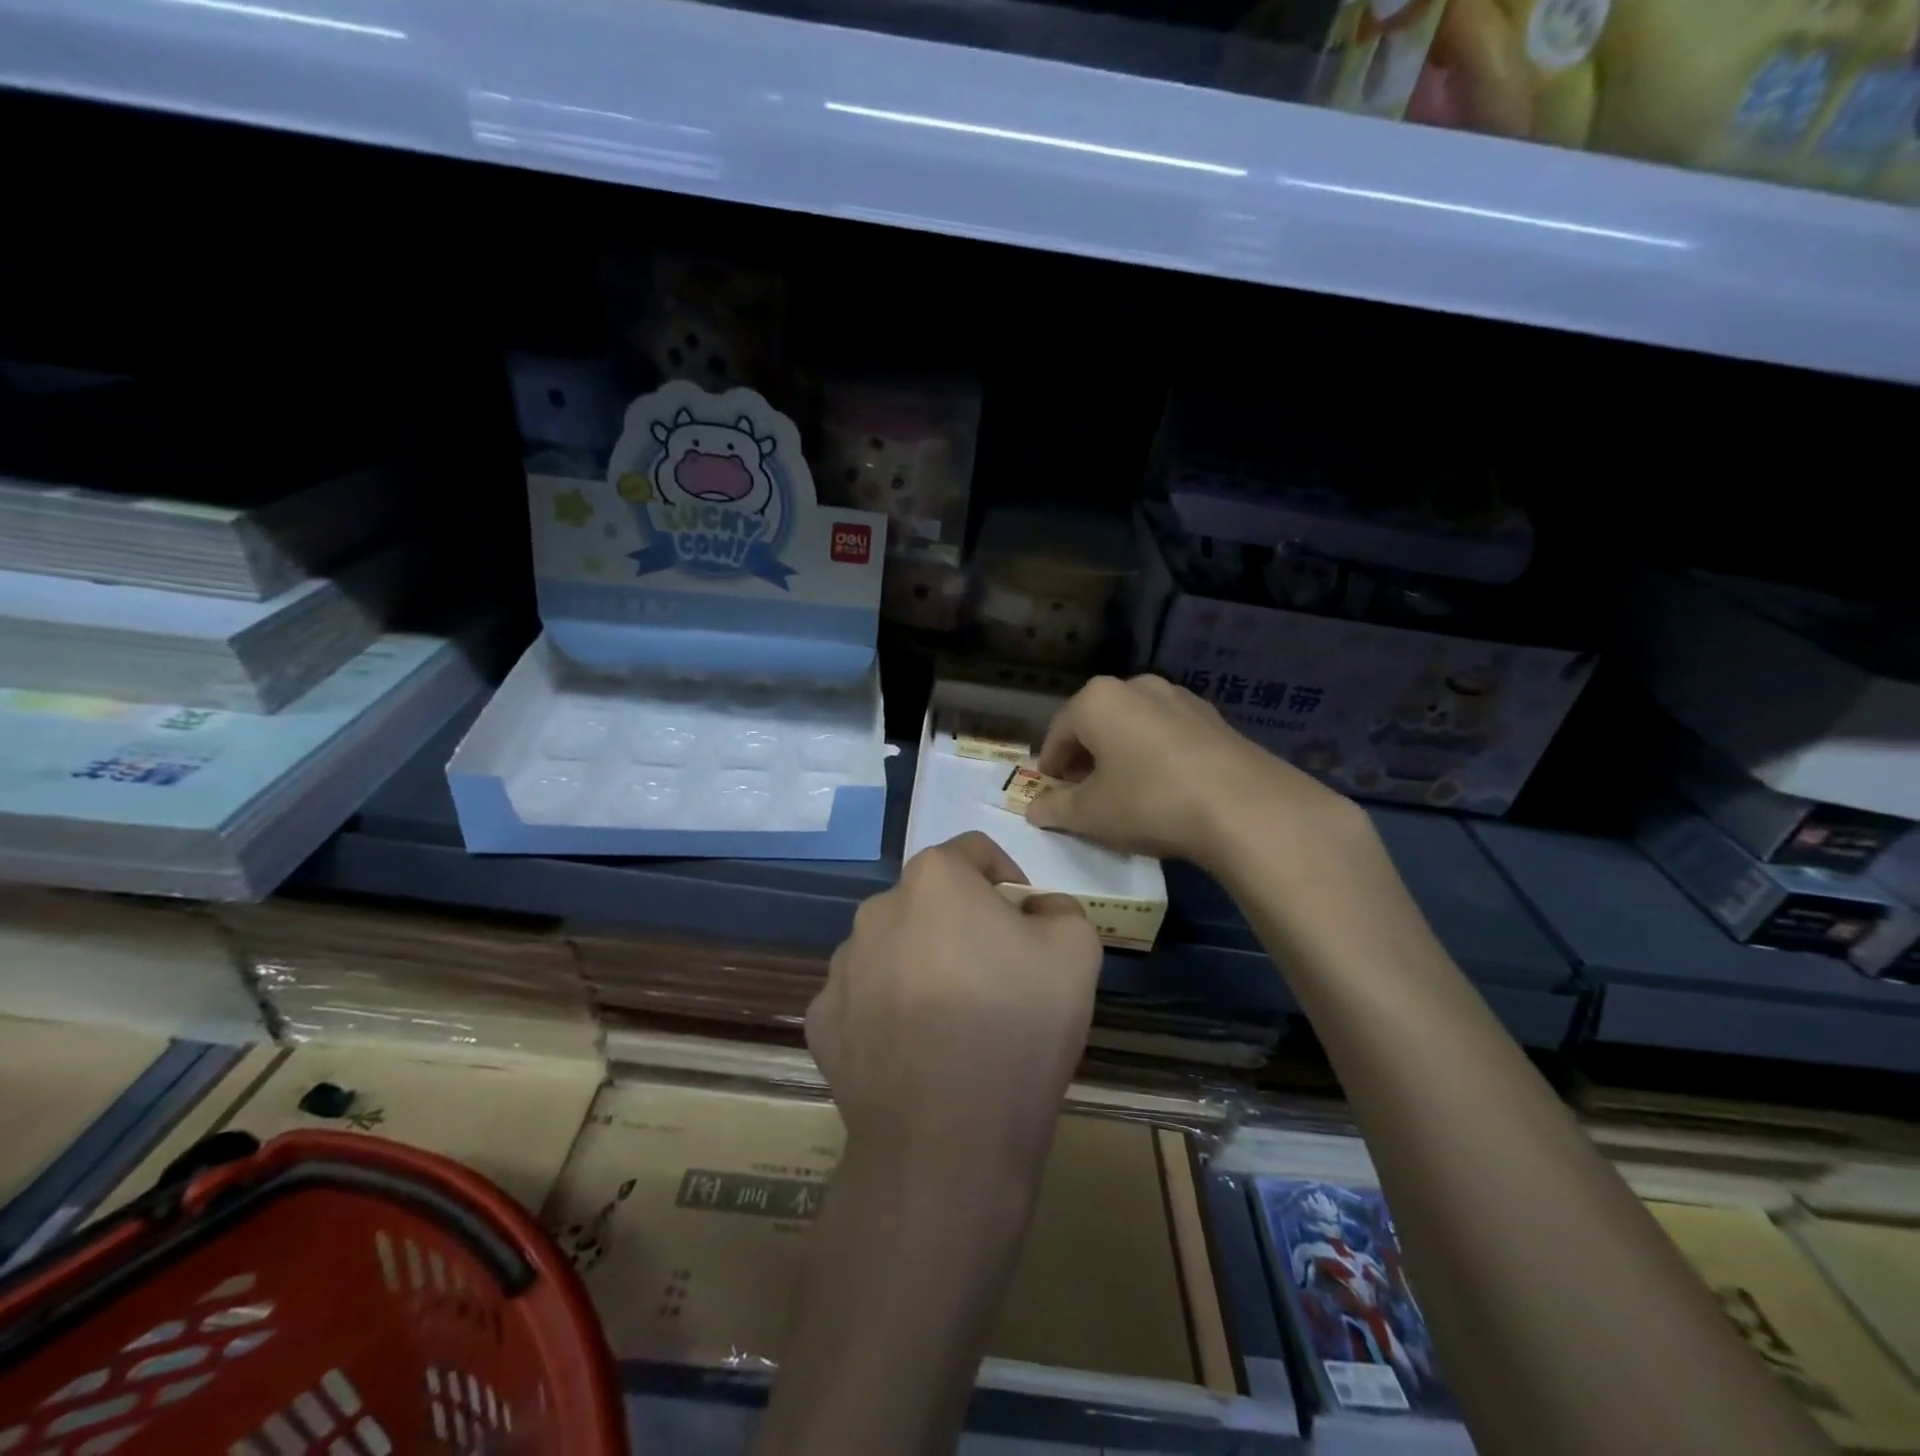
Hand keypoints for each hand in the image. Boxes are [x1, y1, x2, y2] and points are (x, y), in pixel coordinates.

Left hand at [808, 832, 1102, 1178]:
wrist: (947, 1139)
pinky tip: (915, 1053)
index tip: (1025, 921)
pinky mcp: (822, 1020)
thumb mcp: (1077, 949)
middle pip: (931, 901)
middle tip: (996, 975)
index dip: (1007, 879)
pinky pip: (864, 1000)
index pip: (974, 852)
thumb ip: (1059, 907)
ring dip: (922, 965)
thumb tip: (1033, 910)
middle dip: (963, 924)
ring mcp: (842, 967)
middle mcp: (877, 908)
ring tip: (954, 1021)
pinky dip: (888, 1012)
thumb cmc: (1017, 1025)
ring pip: (894, 948)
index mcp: (934, 879)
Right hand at [1027, 673, 1361, 871]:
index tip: (1051, 794)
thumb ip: (1056, 809)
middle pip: (1096, 723)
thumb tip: (1035, 810)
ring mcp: (1179, 697)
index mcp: (1096, 700)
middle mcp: (1135, 686)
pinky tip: (1165, 786)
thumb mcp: (1091, 814)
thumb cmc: (1149, 802)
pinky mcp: (1213, 716)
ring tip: (1126, 790)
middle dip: (1085, 757)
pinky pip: (1168, 733)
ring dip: (1121, 753)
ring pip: (1134, 725)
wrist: (1244, 807)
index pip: (1057, 732)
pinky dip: (1155, 754)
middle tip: (1084, 793)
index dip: (1050, 766)